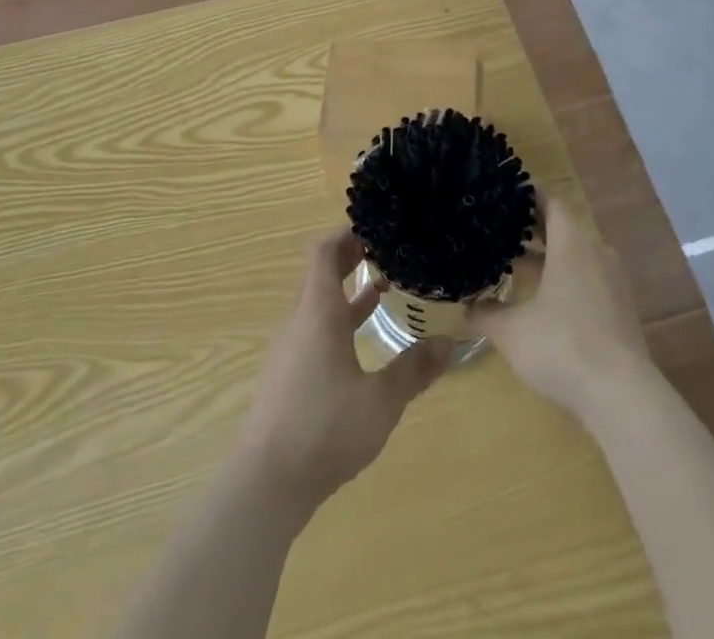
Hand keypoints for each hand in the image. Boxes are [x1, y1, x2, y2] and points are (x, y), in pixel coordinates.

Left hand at [236, 230, 452, 513]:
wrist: (265, 485)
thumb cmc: (324, 429)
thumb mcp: (380, 401)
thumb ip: (413, 370)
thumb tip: (448, 343)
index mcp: (318, 313)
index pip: (324, 251)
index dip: (346, 233)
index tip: (376, 227)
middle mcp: (301, 323)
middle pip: (322, 276)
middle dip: (352, 259)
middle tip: (388, 252)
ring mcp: (291, 352)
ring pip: (320, 308)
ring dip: (349, 295)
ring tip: (385, 290)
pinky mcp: (288, 379)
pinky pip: (316, 334)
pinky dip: (340, 325)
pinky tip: (364, 347)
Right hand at [468, 198, 652, 423]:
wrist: (622, 397)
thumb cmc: (563, 347)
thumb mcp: (512, 331)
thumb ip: (486, 314)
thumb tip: (466, 307)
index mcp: (572, 243)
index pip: (550, 201)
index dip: (527, 194)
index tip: (503, 193)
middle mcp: (596, 252)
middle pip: (562, 227)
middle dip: (532, 227)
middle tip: (499, 227)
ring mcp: (612, 281)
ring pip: (575, 255)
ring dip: (547, 258)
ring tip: (513, 265)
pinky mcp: (619, 308)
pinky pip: (587, 279)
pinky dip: (564, 279)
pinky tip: (541, 301)